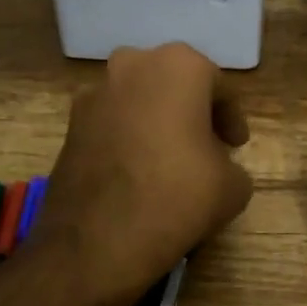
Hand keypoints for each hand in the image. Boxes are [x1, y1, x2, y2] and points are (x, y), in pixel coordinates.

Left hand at [31, 44, 252, 304]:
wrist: (97, 240)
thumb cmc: (178, 197)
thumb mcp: (233, 186)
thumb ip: (233, 165)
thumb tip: (217, 168)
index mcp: (179, 65)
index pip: (218, 86)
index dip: (232, 118)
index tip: (236, 146)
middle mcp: (132, 65)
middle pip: (174, 84)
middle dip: (192, 112)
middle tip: (207, 147)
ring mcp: (94, 93)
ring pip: (139, 100)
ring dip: (157, 122)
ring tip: (171, 161)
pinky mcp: (70, 125)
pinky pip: (112, 123)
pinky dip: (129, 139)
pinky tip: (138, 173)